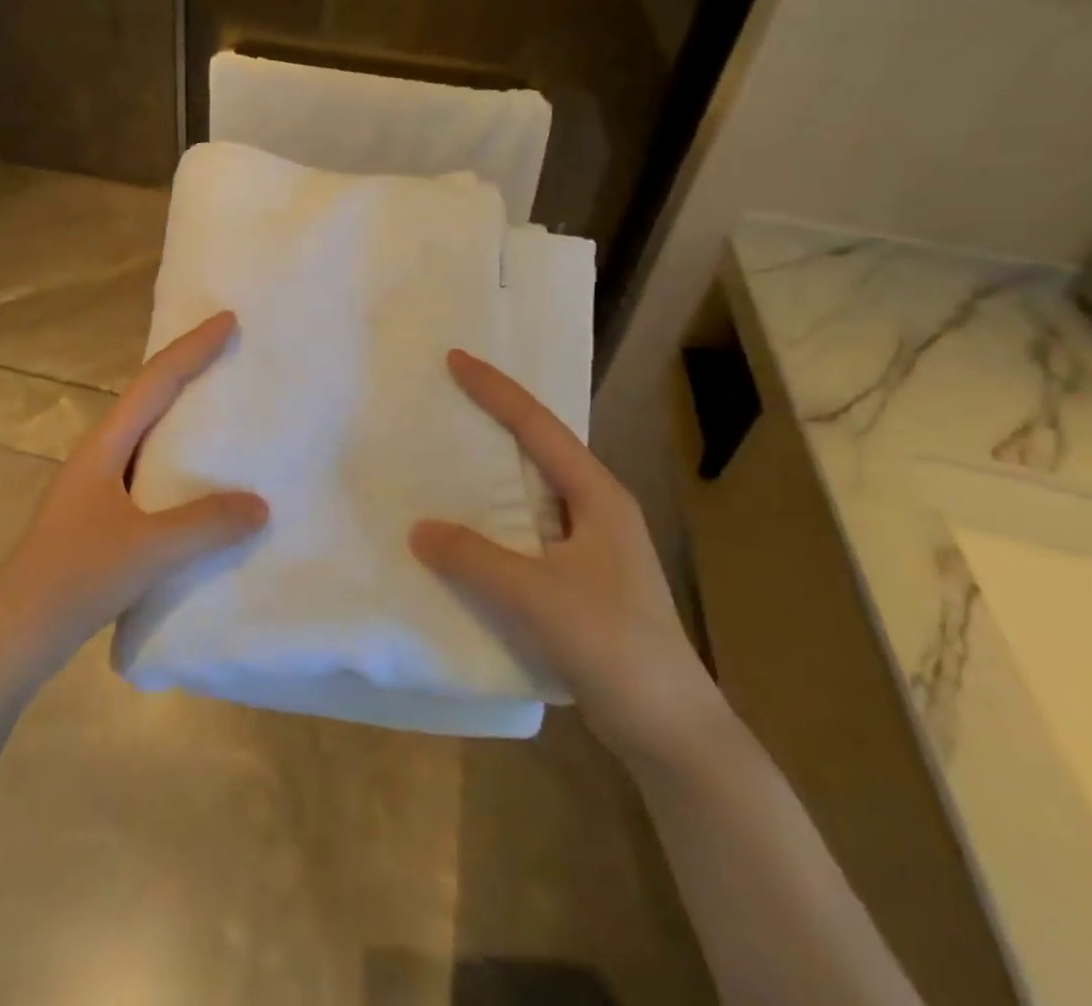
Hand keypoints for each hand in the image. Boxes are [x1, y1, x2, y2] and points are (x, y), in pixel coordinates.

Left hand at [0, 312, 267, 669]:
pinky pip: (148, 470)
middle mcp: (100, 455)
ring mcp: (98, 486)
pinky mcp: (101, 516)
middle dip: (187, 370)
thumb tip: (260, 505)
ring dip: (182, 416)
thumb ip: (206, 524)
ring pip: (147, 436)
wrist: (15, 633)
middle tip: (230, 355)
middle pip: (149, 398)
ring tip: (223, 410)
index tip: (227, 320)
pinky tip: (199, 480)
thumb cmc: (77, 577)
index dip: (192, 348)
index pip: (155, 382)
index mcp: (105, 446)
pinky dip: (178, 461)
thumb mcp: (149, 549)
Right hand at [410, 350, 726, 765]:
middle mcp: (596, 510)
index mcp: (597, 496)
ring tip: (444, 456)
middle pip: (537, 449)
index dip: (496, 391)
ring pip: (530, 492)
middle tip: (446, 398)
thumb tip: (419, 529)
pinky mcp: (578, 579)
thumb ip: (475, 558)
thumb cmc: (614, 647)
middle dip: (494, 420)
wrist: (672, 730)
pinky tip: (463, 530)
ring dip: (491, 473)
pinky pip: (525, 531)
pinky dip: (492, 519)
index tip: (455, 360)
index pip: (538, 427)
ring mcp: (590, 546)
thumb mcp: (538, 597)